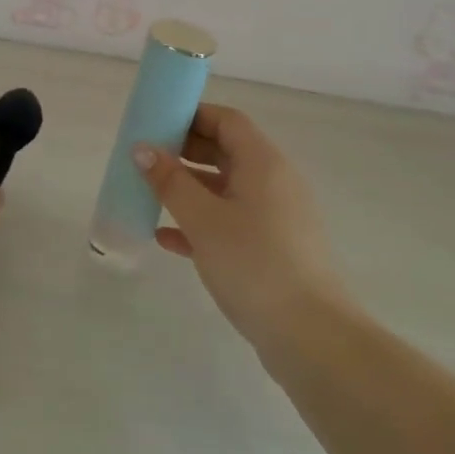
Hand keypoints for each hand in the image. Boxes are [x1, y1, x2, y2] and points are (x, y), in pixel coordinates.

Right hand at [135, 104, 352, 349]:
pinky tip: (167, 239)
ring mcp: (276, 217)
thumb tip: (143, 149)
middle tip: (146, 160)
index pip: (227, 120)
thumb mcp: (203, 219)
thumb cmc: (254, 263)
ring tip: (149, 196)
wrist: (311, 337)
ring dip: (189, 189)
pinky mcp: (273, 249)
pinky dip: (201, 222)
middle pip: (226, 151)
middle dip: (185, 152)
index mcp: (263, 163)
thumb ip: (170, 181)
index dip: (192, 116)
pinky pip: (231, 221)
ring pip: (226, 189)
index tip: (156, 124)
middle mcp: (274, 182)